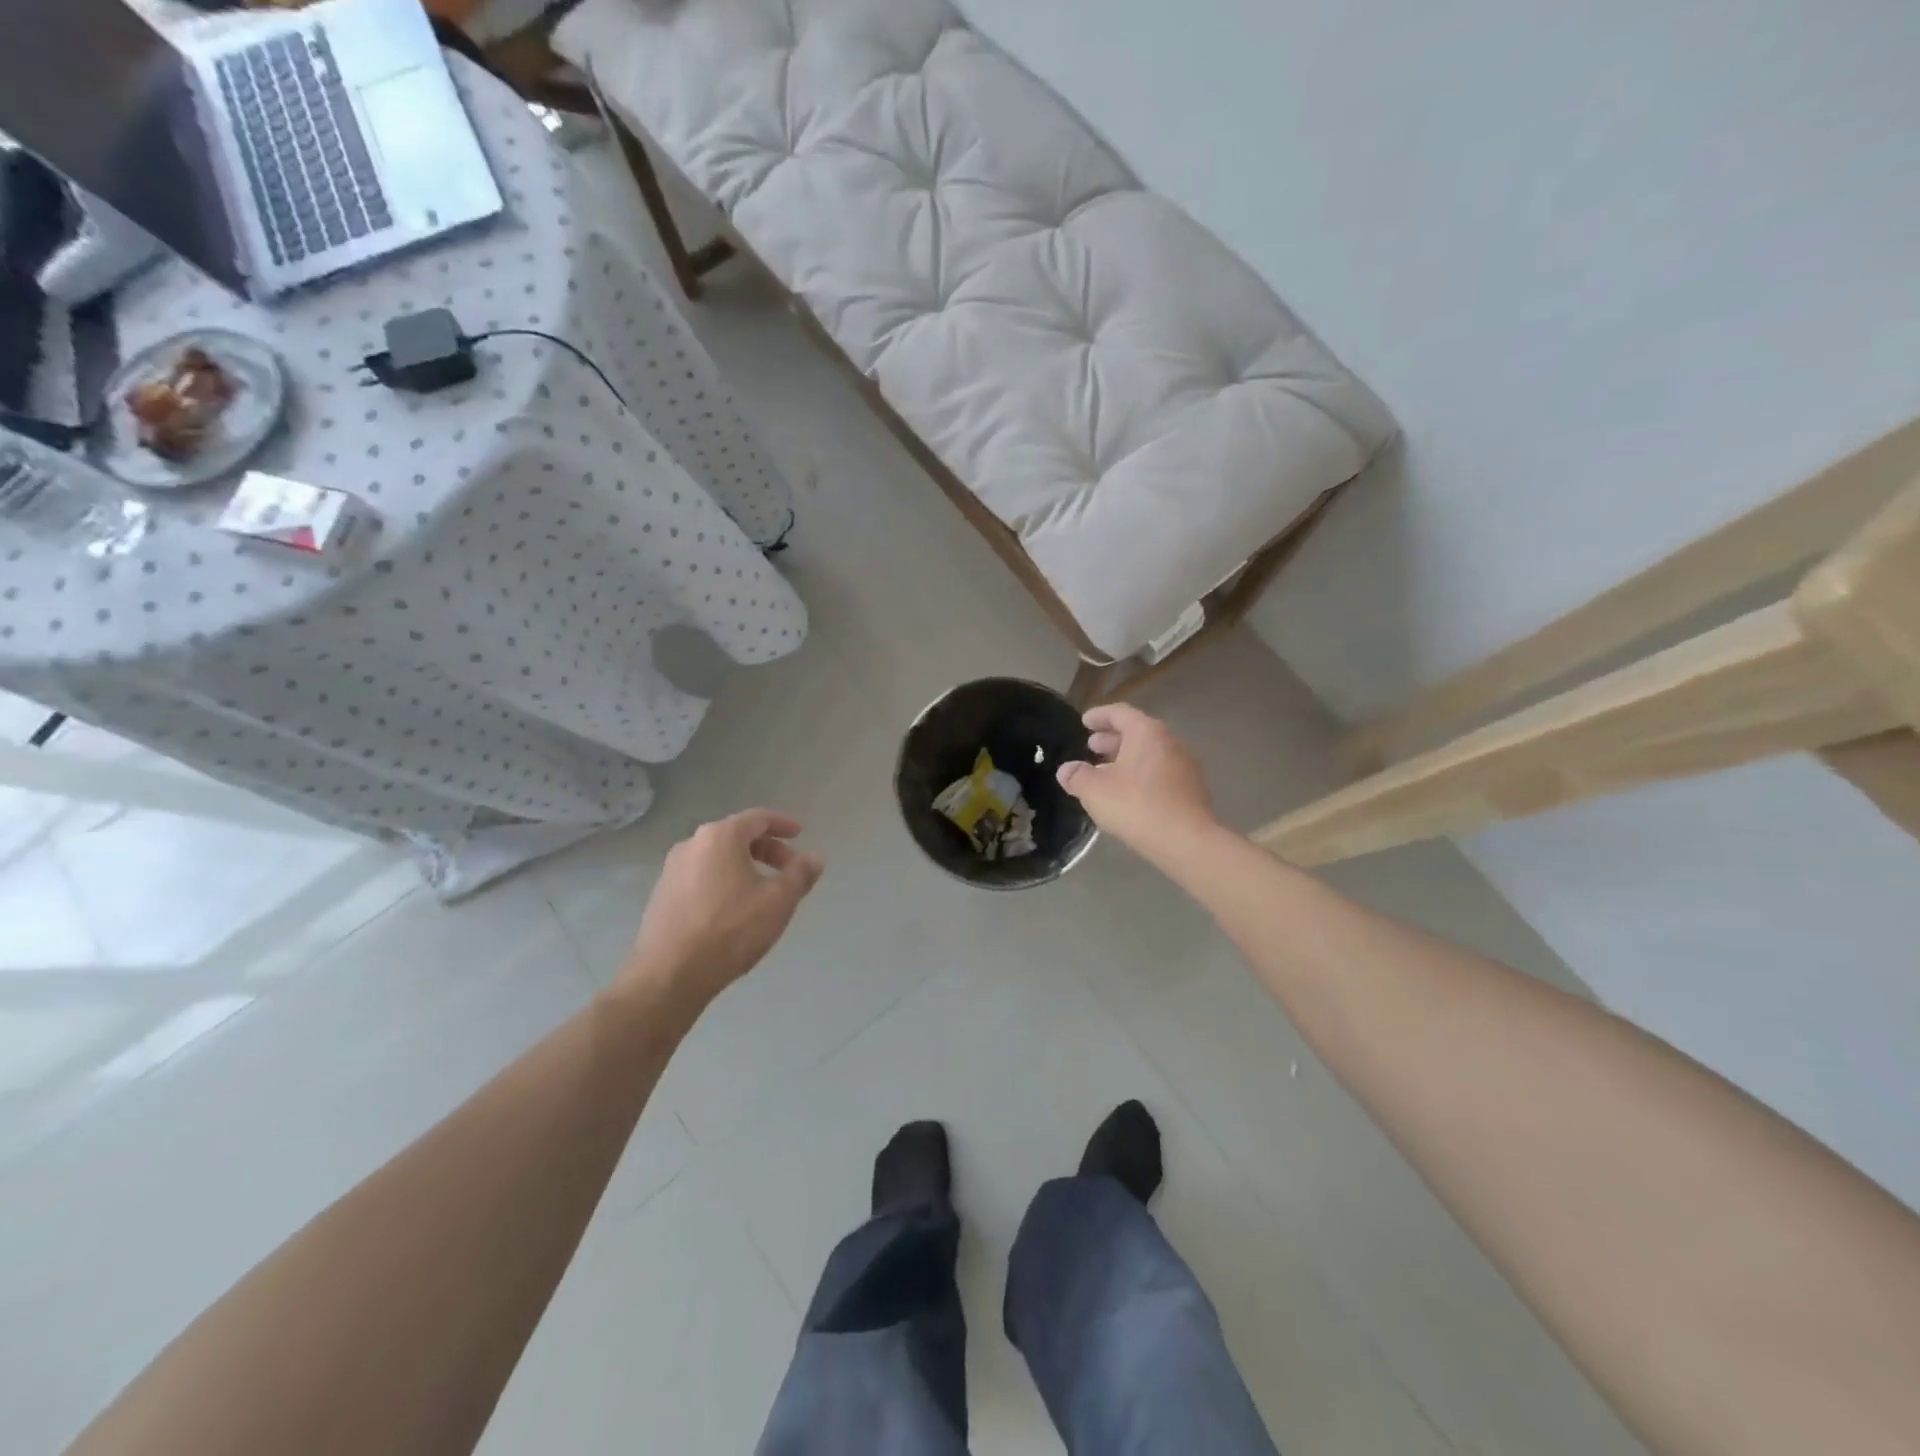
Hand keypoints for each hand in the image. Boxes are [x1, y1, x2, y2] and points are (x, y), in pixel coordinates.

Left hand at [620, 809, 823, 1017]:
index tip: (800, 834)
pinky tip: (734, 909)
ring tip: (764, 892)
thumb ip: (800, 874)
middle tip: (788, 869)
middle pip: (737, 836)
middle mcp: (692, 844)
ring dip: (745, 866)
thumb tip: (815, 857)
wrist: (668, 976)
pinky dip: (724, 881)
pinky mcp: (661, 895)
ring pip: (718, 857)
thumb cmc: (730, 930)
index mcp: (720, 837)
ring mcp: (672, 870)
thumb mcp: (778, 901)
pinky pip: (701, 876)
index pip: (758, 818)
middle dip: (767, 849)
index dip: (783, 824)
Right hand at [1056, 704, 1219, 865]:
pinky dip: (1142, 775)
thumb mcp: (1095, 791)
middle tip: (1092, 747)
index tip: (1084, 722)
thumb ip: (1077, 776)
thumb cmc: (1137, 806)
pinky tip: (1129, 794)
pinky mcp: (1192, 789)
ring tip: (1106, 772)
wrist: (1187, 841)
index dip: (1099, 716)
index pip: (1120, 713)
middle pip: (1137, 732)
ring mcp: (1185, 766)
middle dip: (1112, 739)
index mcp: (1146, 732)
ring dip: (1127, 759)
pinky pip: (1161, 773)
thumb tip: (1066, 770)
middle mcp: (1170, 742)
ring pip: (1150, 754)